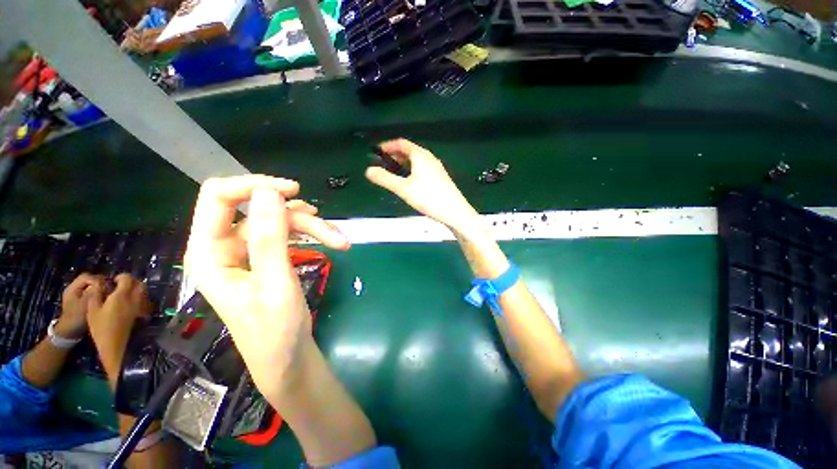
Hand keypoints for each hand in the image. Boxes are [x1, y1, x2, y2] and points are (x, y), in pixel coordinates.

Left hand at [55, 273, 103, 339]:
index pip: (87, 277)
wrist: (70, 332)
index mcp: (72, 288)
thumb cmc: (76, 317)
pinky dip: (98, 294)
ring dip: (100, 289)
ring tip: (108, 295)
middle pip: (90, 280)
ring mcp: (78, 295)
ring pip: (91, 287)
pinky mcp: (82, 301)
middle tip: (110, 289)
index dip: (98, 279)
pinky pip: (92, 293)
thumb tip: (105, 284)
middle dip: (100, 284)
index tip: (107, 286)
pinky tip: (103, 300)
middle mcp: (74, 289)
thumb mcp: (85, 304)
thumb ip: (93, 292)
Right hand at [85, 274, 151, 379]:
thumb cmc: (101, 328)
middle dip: (131, 282)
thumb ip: (96, 295)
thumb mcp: (92, 310)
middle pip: (139, 283)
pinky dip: (139, 298)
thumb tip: (100, 285)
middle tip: (120, 286)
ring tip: (124, 294)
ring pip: (143, 291)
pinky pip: (144, 300)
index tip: (114, 281)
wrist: (116, 345)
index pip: (127, 278)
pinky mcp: (144, 313)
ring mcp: (141, 305)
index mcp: (122, 295)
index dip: (121, 277)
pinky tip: (129, 304)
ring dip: (136, 289)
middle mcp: (135, 298)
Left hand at [184, 175, 349, 407]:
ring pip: (280, 222)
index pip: (218, 198)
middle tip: (334, 234)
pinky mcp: (266, 258)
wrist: (288, 357)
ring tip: (339, 241)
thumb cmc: (274, 330)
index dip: (253, 186)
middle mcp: (225, 247)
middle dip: (300, 219)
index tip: (293, 190)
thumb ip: (270, 239)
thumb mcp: (275, 284)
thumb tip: (269, 193)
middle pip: (261, 212)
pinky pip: (287, 234)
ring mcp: (247, 252)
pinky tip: (329, 237)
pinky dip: (310, 234)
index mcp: (210, 253)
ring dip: (312, 228)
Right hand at [365, 139, 478, 230]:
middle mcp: (429, 158)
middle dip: (395, 155)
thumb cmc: (429, 198)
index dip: (388, 145)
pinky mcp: (440, 177)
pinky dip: (412, 169)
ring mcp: (437, 168)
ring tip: (394, 172)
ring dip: (404, 163)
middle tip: (383, 163)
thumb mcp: (404, 189)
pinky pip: (423, 168)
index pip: (402, 143)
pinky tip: (410, 181)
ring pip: (417, 160)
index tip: (377, 151)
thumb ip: (385, 179)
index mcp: (420, 156)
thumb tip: (368, 171)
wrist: (454, 211)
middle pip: (410, 151)